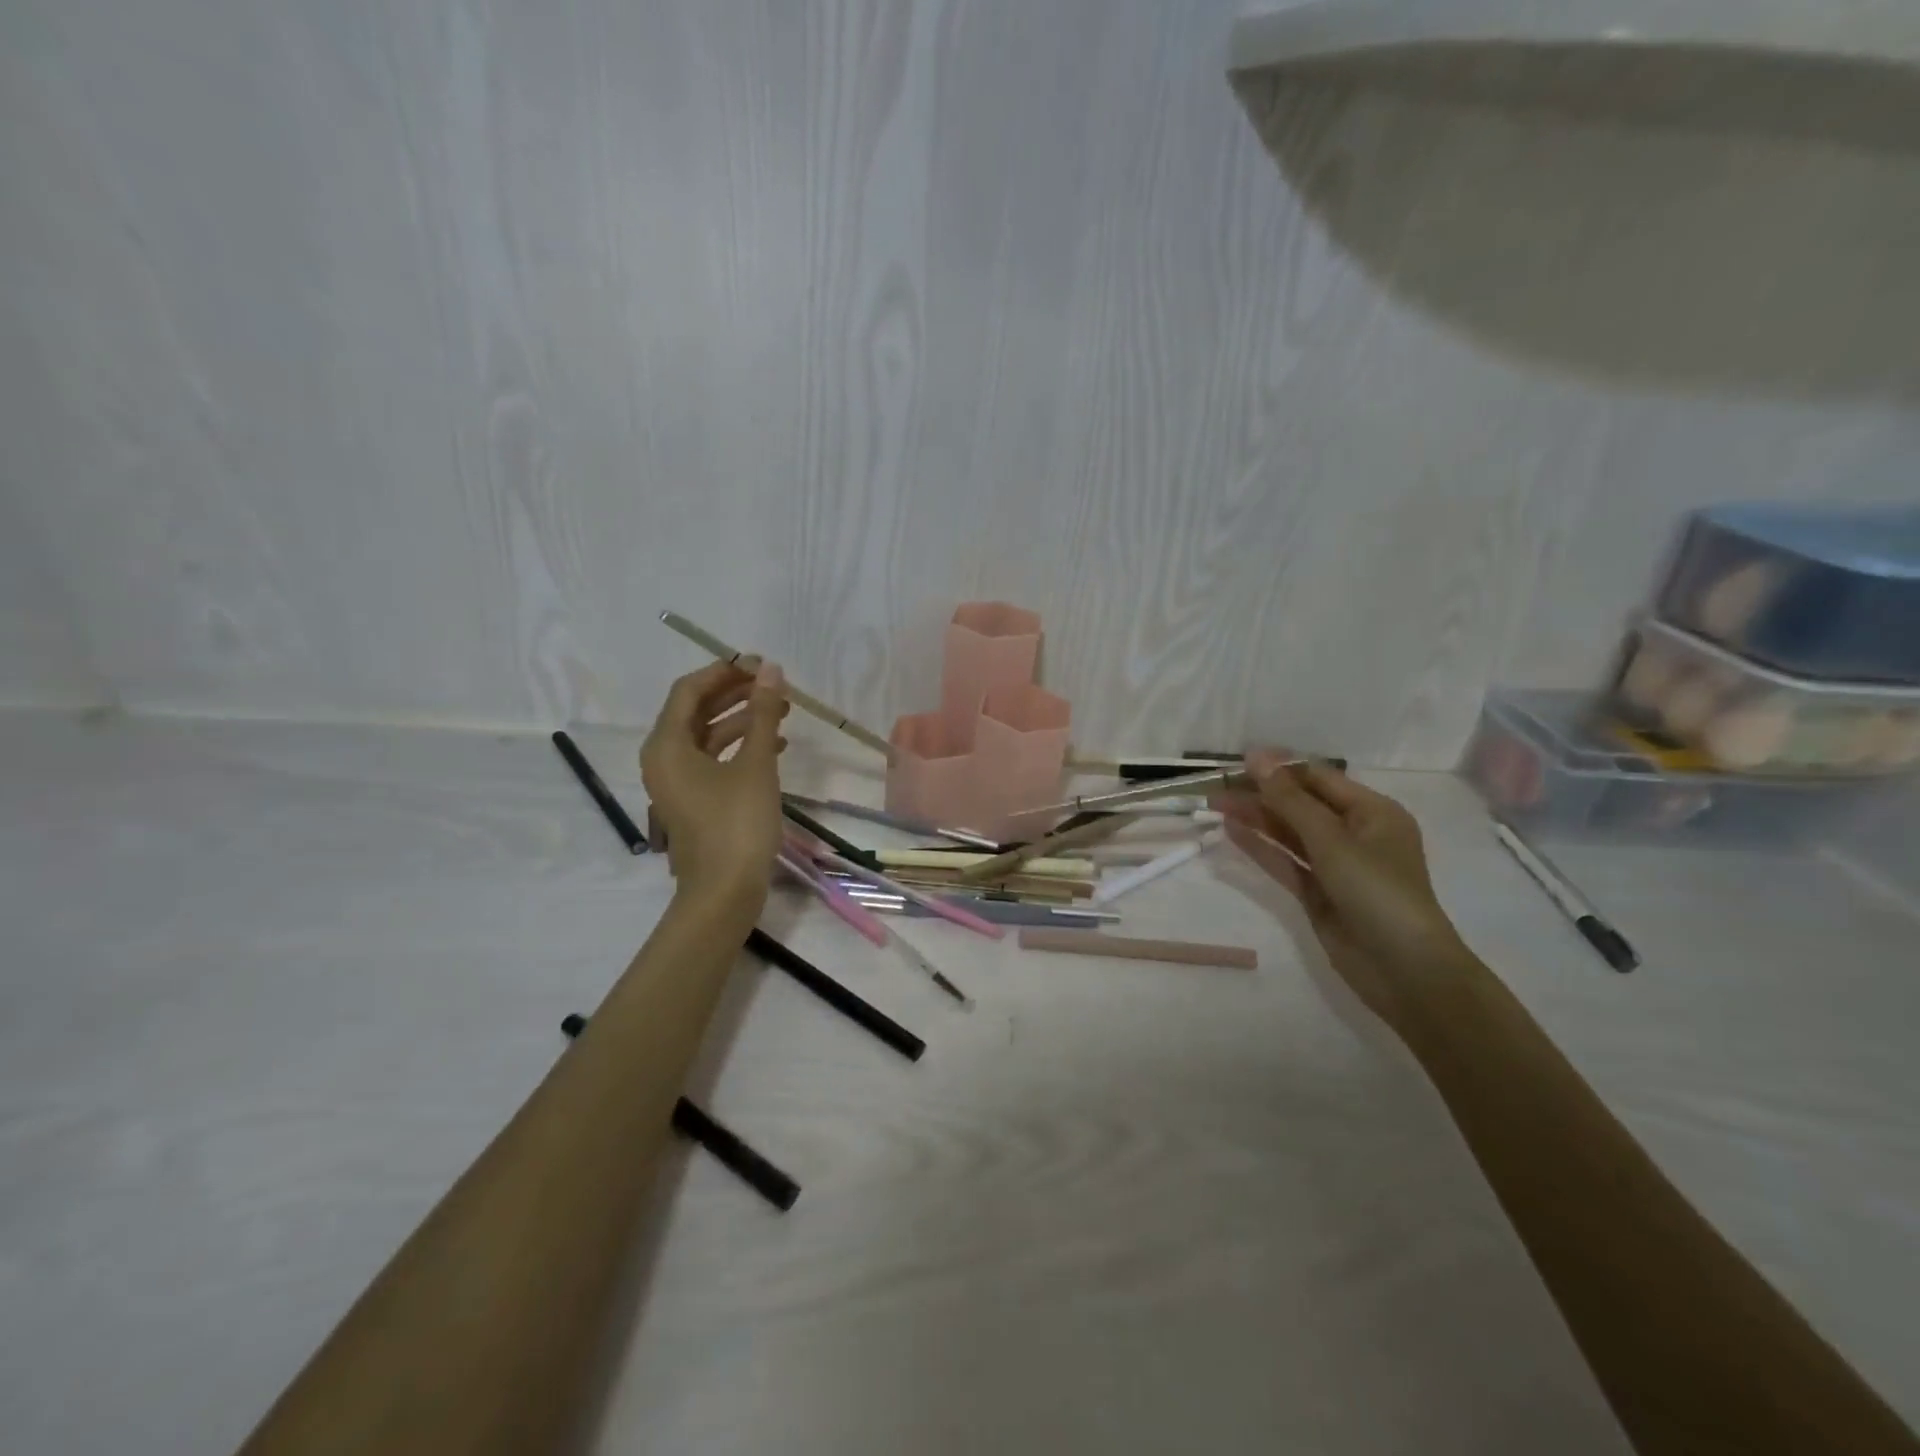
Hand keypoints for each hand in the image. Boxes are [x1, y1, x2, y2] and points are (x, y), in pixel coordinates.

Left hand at [640, 660, 790, 919]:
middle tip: (775, 684)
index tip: (762, 665)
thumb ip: (763, 714)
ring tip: (783, 711)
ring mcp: (677, 781)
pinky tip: (775, 745)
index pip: (690, 690)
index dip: (725, 671)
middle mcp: (664, 758)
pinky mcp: (694, 800)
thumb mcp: (756, 765)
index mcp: (667, 745)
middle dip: (737, 693)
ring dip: (743, 719)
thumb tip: (771, 671)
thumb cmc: (736, 825)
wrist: (724, 894)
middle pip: (697, 711)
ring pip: (708, 736)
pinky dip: (741, 747)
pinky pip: (714, 759)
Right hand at [1215, 750, 1475, 1034]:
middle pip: (1301, 804)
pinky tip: (1231, 831)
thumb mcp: (1332, 840)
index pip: (1318, 779)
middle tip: (1216, 787)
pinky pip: (1285, 861)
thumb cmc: (1377, 892)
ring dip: (1255, 818)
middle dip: (1261, 794)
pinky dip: (1260, 846)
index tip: (1237, 762)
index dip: (1279, 768)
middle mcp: (1355, 833)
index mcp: (1372, 812)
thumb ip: (1289, 799)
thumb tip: (1256, 757)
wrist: (1403, 970)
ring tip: (1215, 804)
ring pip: (1289, 832)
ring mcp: (1335, 865)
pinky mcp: (1318, 892)